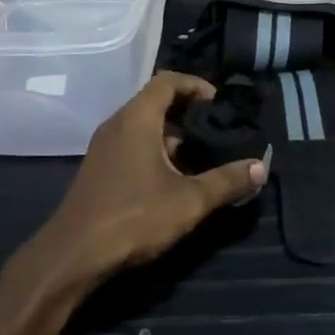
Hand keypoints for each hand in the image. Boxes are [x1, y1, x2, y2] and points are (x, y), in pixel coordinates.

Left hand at [24, 74, 265, 292]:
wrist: (73, 254)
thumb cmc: (133, 216)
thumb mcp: (189, 200)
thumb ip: (226, 181)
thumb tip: (260, 166)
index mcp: (137, 118)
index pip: (167, 80)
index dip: (195, 84)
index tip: (218, 102)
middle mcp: (117, 123)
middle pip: (155, 101)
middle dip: (187, 111)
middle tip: (216, 128)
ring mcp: (104, 147)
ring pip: (143, 126)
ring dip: (171, 135)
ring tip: (201, 155)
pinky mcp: (99, 169)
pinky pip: (132, 144)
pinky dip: (155, 150)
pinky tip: (173, 179)